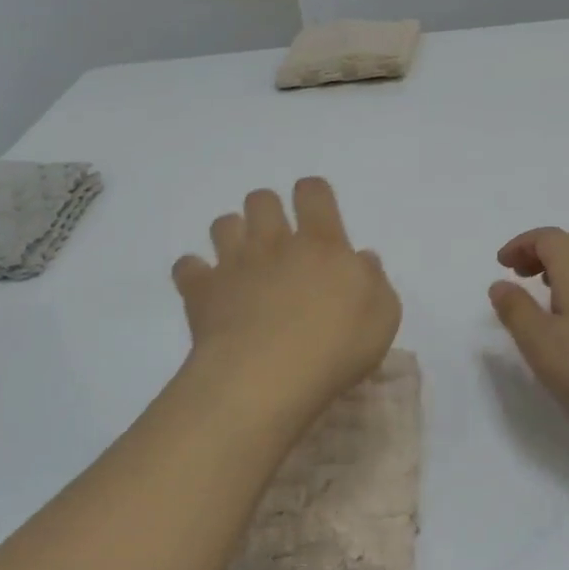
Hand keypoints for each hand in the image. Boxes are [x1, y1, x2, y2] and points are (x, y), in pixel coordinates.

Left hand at [173, 178, 400, 420]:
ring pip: (223, 224)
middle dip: (267, 210)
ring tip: (243, 262)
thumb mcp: (382, 316)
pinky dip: (194, 273)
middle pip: (261, 199)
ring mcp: (234, 264)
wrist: (267, 377)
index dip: (312, 194)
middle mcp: (274, 243)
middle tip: (278, 243)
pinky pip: (186, 266)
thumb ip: (373, 280)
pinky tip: (206, 290)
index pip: (313, 192)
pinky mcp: (201, 291)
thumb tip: (361, 258)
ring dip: (232, 235)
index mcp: (321, 244)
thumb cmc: (335, 348)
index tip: (316, 214)